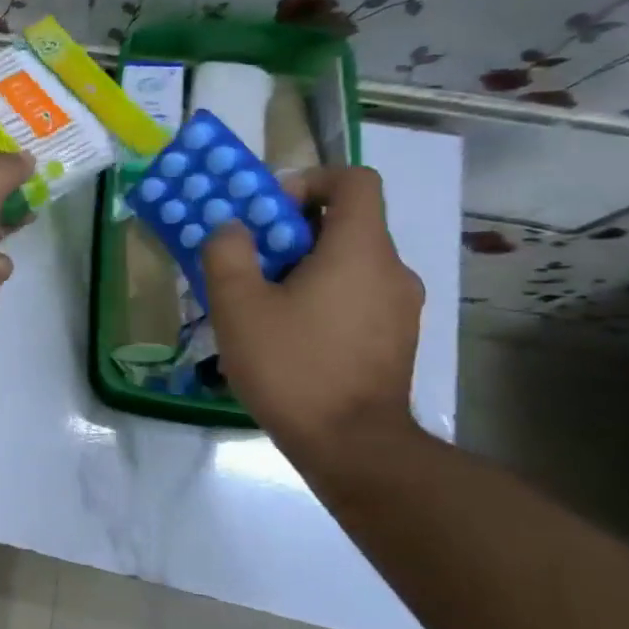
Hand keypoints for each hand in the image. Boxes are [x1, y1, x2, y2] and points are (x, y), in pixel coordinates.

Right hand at [202, 165, 424, 462]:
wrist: (353, 448)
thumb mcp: (238, 305)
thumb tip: (232, 229)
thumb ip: (227, 252)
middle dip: (293, 232)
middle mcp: (392, 269)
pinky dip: (324, 298)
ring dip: (305, 268)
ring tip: (264, 305)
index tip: (270, 213)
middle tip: (251, 263)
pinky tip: (290, 336)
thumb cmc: (293, 366)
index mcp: (360, 249)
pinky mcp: (397, 339)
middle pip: (346, 223)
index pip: (354, 180)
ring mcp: (401, 307)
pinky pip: (357, 296)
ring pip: (349, 263)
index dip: (310, 181)